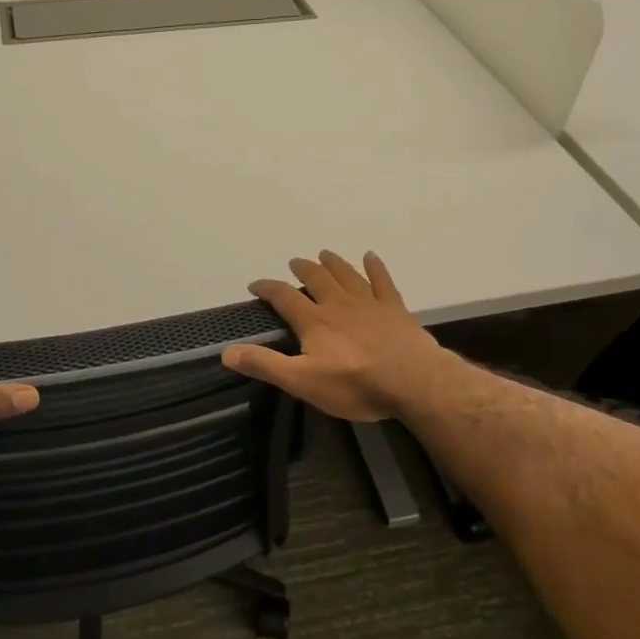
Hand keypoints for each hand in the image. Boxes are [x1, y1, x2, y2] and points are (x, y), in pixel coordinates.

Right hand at [221, 251, 451, 421]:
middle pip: (316, 278)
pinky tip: (371, 257)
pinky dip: (375, 267)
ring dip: (333, 263)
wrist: (412, 381)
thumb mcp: (302, 381)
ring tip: (324, 254)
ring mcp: (368, 302)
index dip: (267, 288)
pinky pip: (382, 280)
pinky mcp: (394, 308)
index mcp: (314, 320)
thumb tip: (227, 352)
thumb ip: (265, 364)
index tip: (255, 285)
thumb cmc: (354, 384)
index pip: (283, 296)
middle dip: (302, 269)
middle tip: (294, 262)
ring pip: (346, 274)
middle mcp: (338, 303)